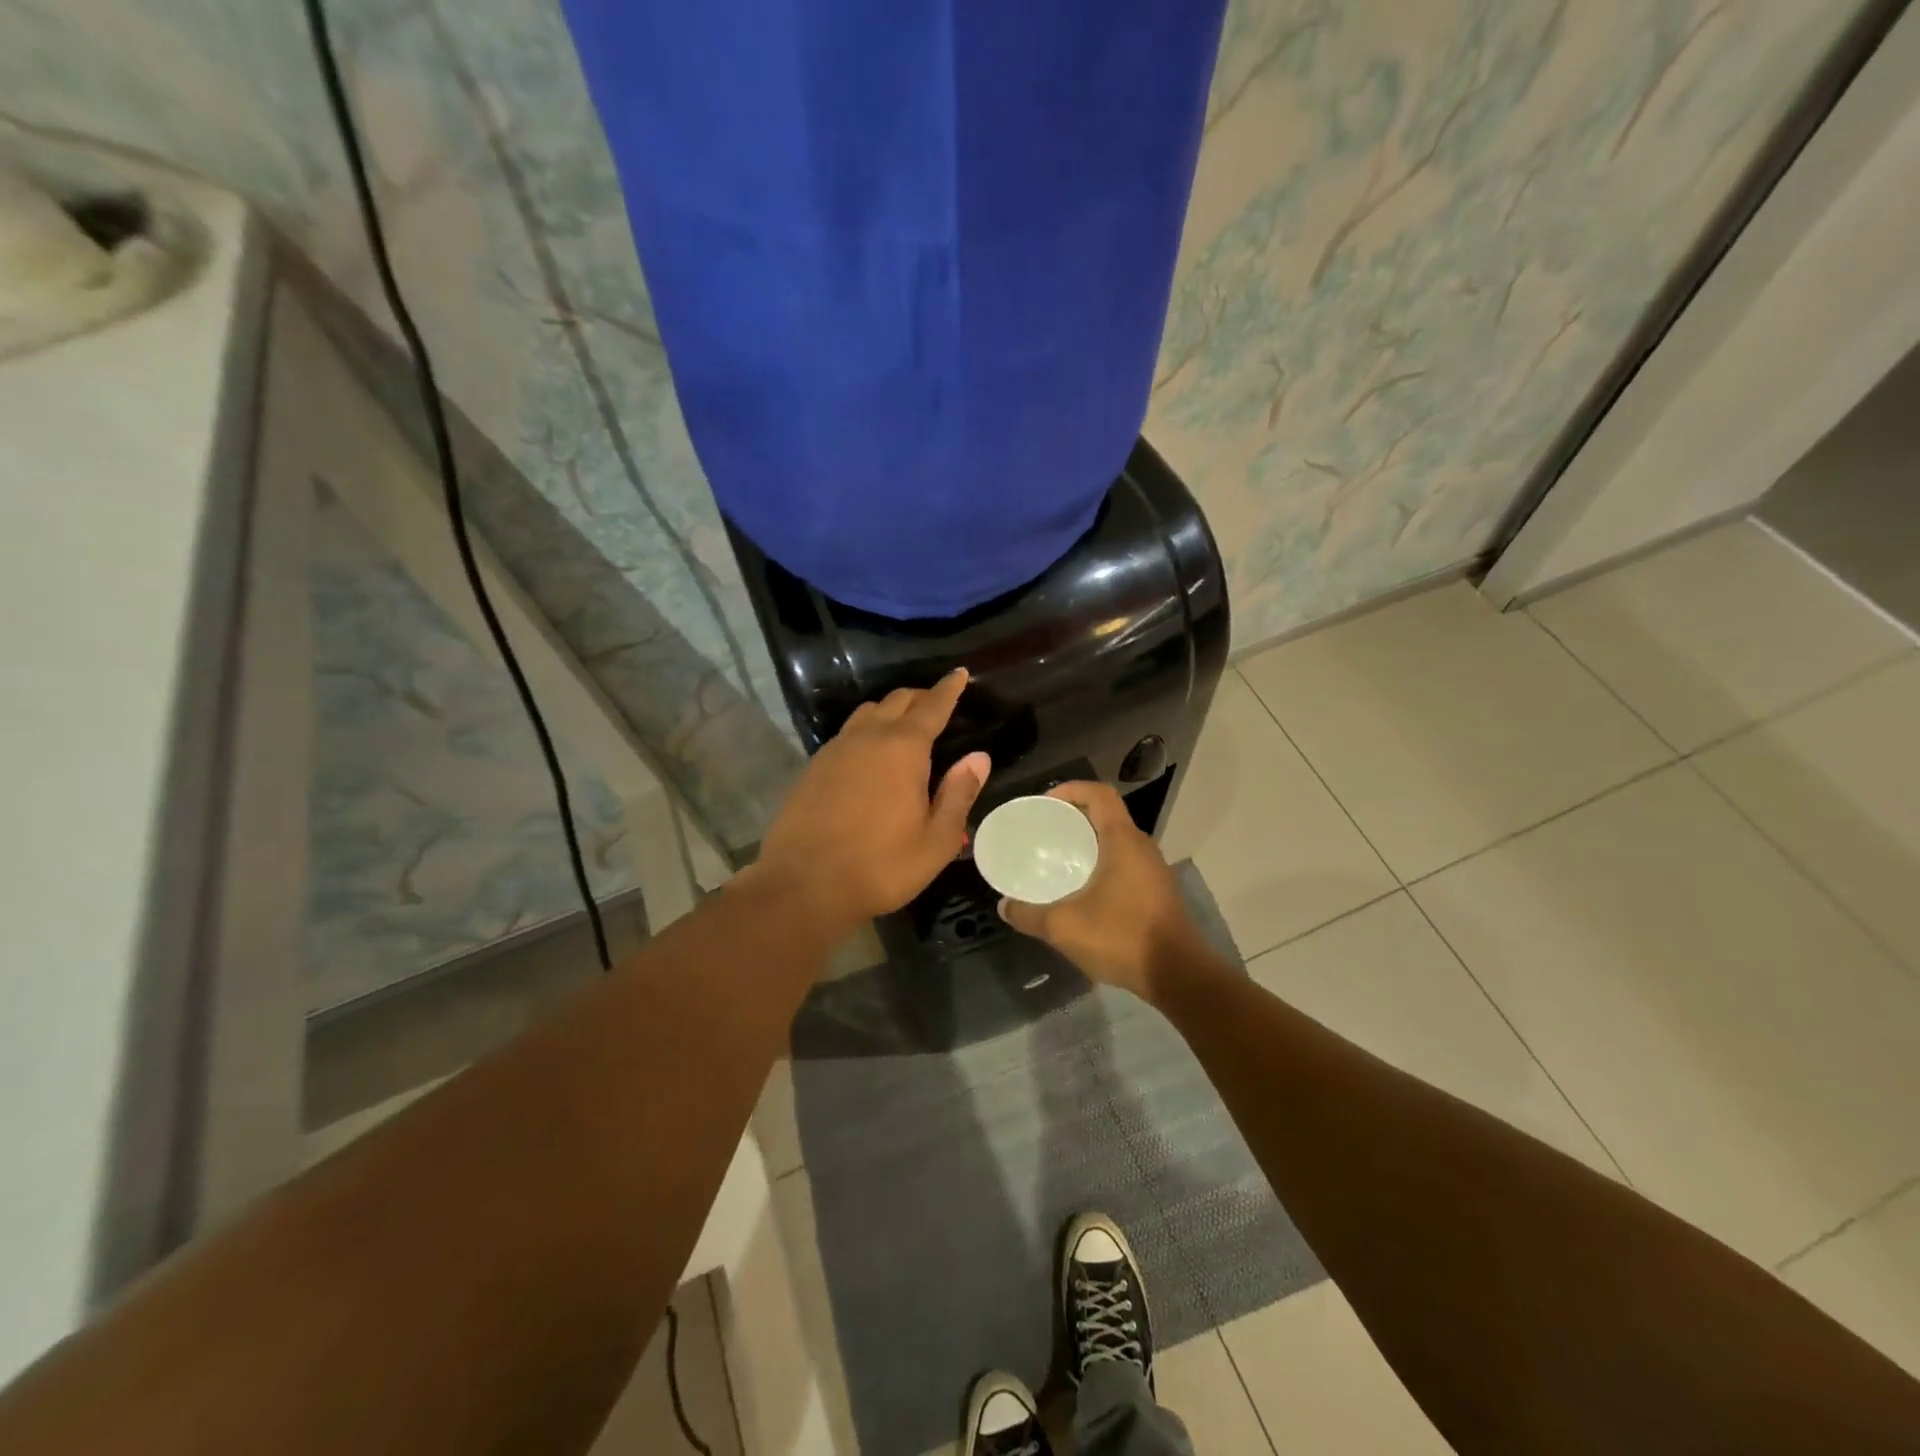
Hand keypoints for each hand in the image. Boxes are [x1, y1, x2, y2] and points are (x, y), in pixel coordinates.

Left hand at [751, 668, 989, 932]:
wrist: (803, 886)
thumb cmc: (881, 866)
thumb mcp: (936, 840)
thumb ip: (959, 793)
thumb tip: (979, 757)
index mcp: (903, 749)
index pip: (932, 706)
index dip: (949, 688)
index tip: (959, 673)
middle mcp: (867, 737)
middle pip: (897, 701)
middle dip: (920, 697)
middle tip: (937, 703)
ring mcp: (835, 750)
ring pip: (867, 713)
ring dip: (889, 711)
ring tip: (904, 726)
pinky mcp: (813, 767)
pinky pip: (846, 735)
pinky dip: (866, 732)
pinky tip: (869, 755)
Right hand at [997, 781, 1205, 999]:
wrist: (1178, 975)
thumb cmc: (1122, 937)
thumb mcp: (1064, 927)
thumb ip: (1029, 915)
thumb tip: (1004, 907)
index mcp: (1123, 840)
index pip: (1099, 794)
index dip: (1071, 789)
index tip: (1045, 803)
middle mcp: (1142, 847)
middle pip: (1107, 816)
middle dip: (1075, 818)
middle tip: (1045, 833)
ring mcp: (1153, 871)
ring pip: (1117, 842)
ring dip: (1089, 844)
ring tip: (1059, 860)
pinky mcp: (1157, 893)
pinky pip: (1125, 865)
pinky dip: (1102, 866)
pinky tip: (1082, 892)